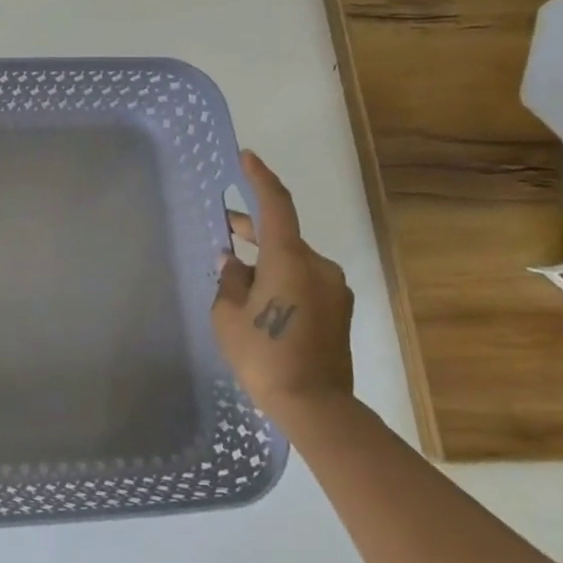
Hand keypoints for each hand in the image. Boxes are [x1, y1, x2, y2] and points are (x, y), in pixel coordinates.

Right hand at [211, 151, 355, 423]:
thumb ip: (230, 280)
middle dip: (252, 229)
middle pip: (283, 235)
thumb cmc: (263, 354)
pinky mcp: (339, 310)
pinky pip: (305, 280)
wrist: (314, 404)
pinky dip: (281, 278)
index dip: (260, 179)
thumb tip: (233, 262)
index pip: (276, 206)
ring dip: (266, 260)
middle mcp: (319, 266)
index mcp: (290, 259)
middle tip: (223, 228)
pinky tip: (260, 299)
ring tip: (236, 273)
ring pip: (293, 260)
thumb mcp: (229, 315)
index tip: (246, 157)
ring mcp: (333, 288)